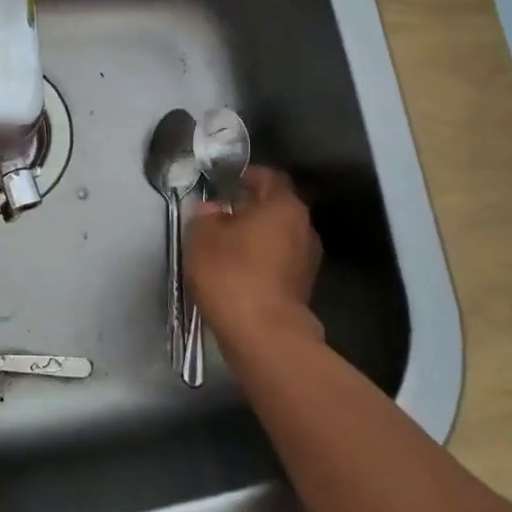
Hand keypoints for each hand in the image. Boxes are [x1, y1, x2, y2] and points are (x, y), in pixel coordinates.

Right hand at [185, 166, 324, 348]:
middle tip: (221, 216)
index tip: (226, 184)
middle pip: (276, 208)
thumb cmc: (232, 274)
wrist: (263, 335)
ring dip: (256, 237)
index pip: (269, 177)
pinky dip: (262, 261)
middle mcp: (304, 227)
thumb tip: (212, 210)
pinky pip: (280, 262)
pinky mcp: (303, 287)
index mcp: (284, 206)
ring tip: (227, 246)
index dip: (247, 176)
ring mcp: (308, 260)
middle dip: (250, 209)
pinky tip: (238, 272)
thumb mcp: (202, 237)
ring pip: (279, 236)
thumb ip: (205, 216)